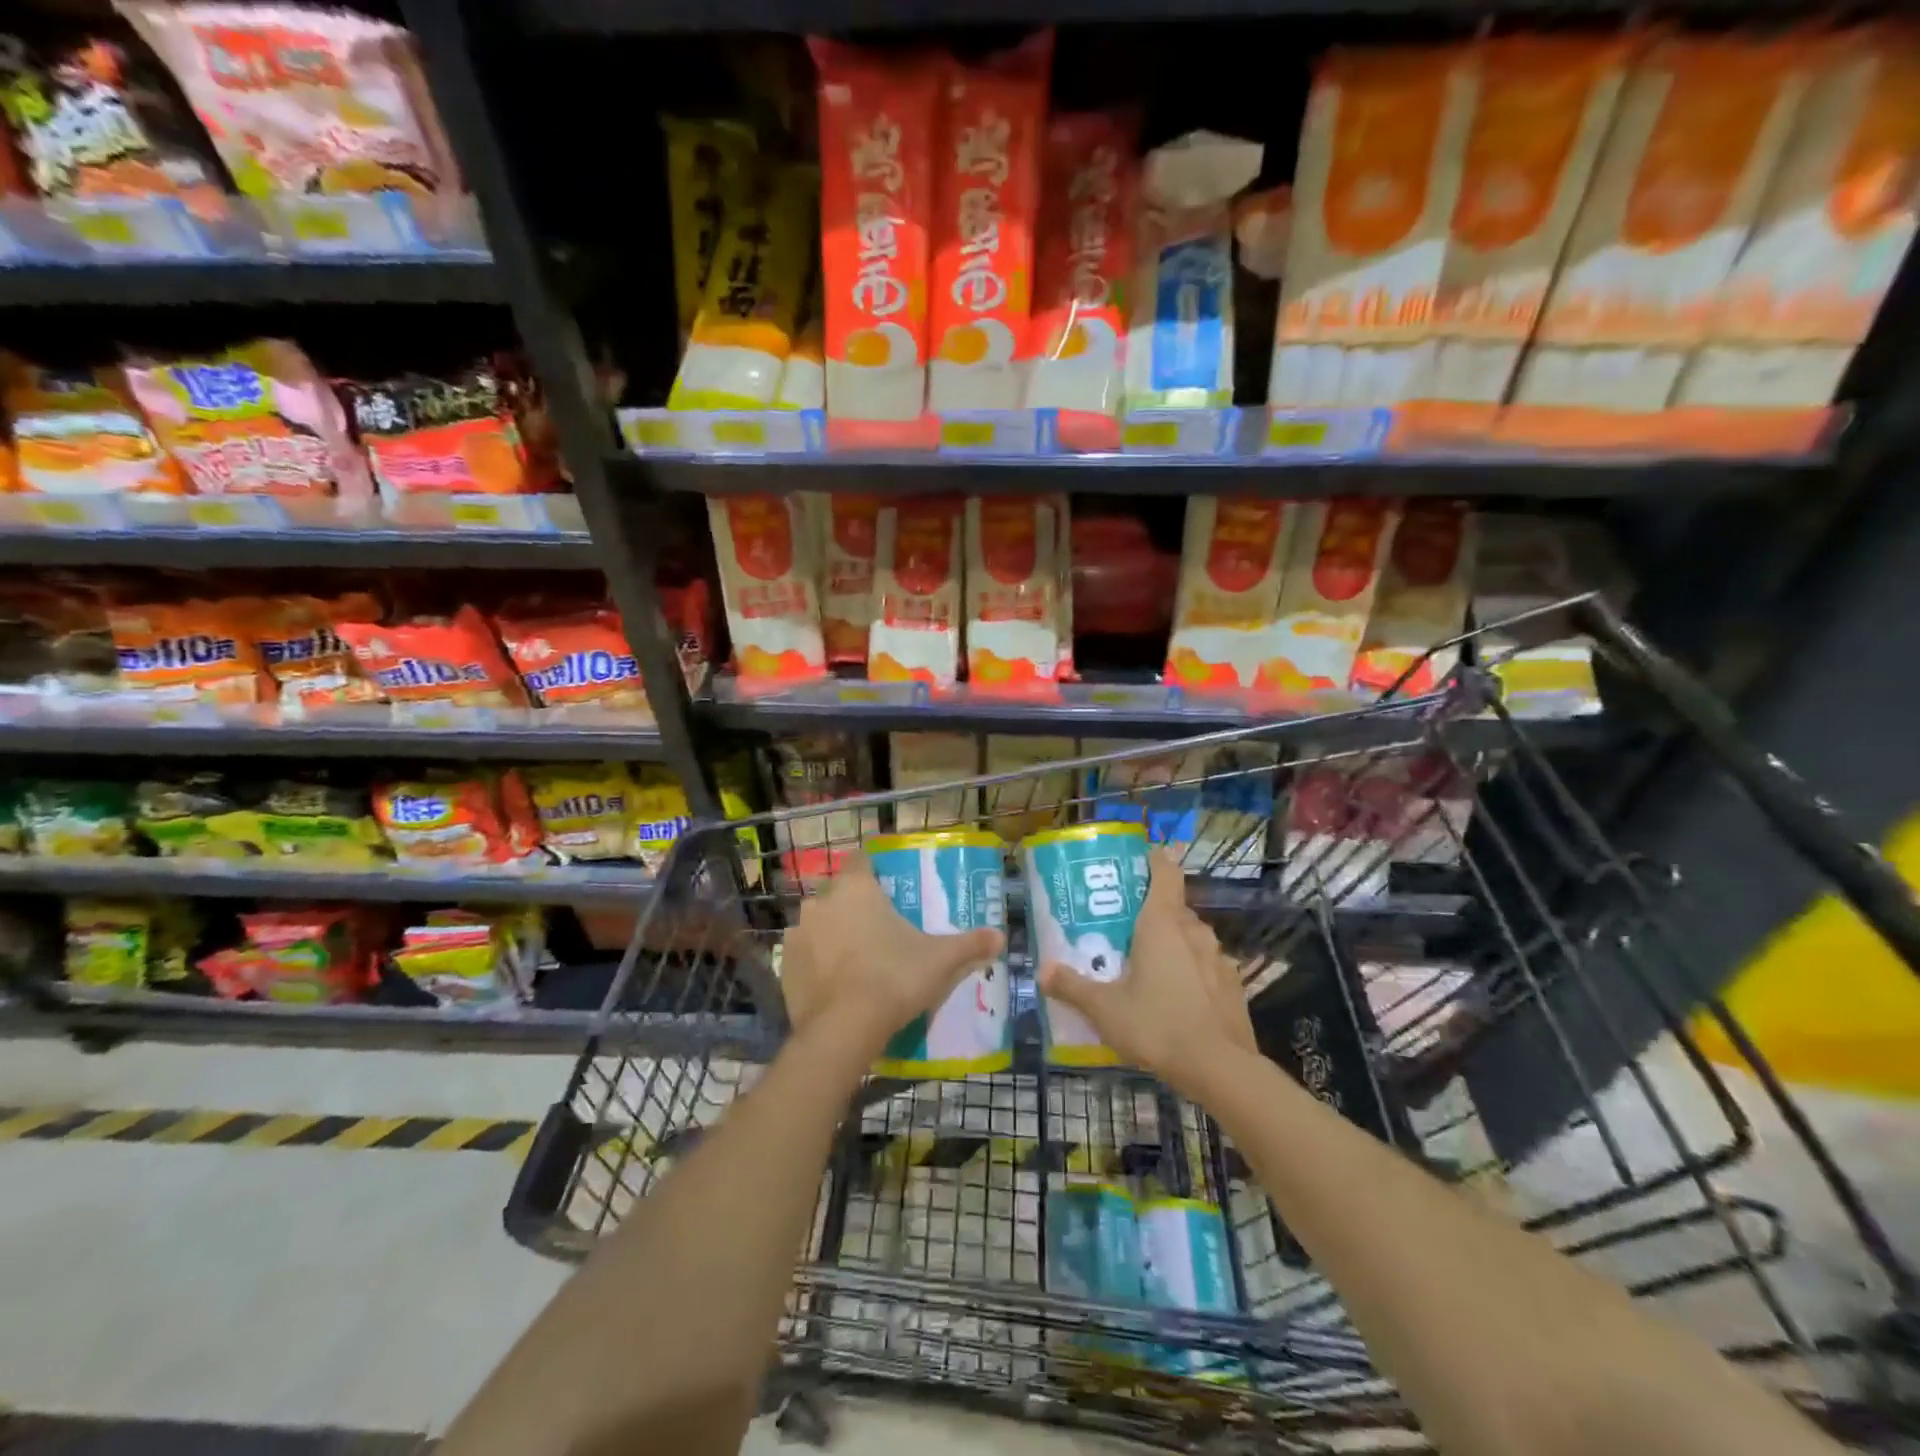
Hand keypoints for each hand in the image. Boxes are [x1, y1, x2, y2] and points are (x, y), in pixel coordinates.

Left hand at [781, 854, 1004, 1065]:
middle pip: (837, 891)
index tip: (886, 884)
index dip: (872, 868)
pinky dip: (815, 959)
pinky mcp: (784, 965)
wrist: (844, 1028)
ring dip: (831, 930)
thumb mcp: (941, 960)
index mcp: (857, 888)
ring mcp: (798, 933)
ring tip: (855, 954)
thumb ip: (970, 944)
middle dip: (853, 903)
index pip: (860, 860)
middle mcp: (822, 901)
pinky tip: (834, 979)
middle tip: (877, 925)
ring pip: (817, 921)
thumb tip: (1001, 937)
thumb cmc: (895, 977)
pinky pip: (803, 952)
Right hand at [1039, 848, 1255, 1097]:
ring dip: (1172, 944)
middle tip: (1124, 929)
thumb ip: (1072, 987)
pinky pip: (1206, 966)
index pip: (1165, 872)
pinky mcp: (1233, 985)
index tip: (1138, 859)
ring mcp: (1219, 958)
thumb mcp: (1104, 1010)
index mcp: (1162, 924)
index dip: (1154, 860)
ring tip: (1147, 966)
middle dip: (1151, 913)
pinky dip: (1191, 972)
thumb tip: (1042, 972)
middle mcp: (1194, 931)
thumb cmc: (1157, 1025)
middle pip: (1173, 908)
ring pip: (1191, 938)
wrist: (1222, 1070)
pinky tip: (1177, 998)